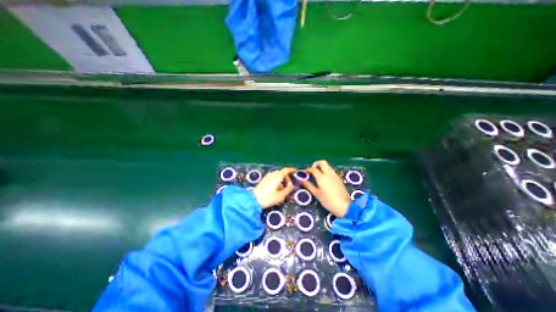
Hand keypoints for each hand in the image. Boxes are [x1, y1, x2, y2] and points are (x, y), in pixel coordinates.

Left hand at [251, 167, 294, 207]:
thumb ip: (288, 190)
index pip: (286, 170)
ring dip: (282, 180)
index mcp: (277, 176)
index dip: (291, 170)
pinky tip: (277, 189)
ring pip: (277, 176)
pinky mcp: (264, 180)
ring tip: (284, 189)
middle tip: (290, 186)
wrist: (253, 200)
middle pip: (282, 173)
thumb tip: (293, 186)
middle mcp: (272, 174)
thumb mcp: (281, 195)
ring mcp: (267, 177)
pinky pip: (273, 178)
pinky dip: (277, 181)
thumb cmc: (268, 198)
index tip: (296, 171)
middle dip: (287, 178)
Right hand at [303, 160, 348, 216]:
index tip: (305, 172)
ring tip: (318, 173)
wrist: (344, 206)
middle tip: (312, 169)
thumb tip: (302, 181)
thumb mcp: (317, 194)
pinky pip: (331, 170)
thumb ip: (309, 186)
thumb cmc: (328, 201)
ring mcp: (335, 175)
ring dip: (322, 166)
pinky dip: (326, 171)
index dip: (308, 169)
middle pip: (322, 162)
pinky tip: (324, 178)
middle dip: (316, 163)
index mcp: (322, 177)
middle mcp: (329, 174)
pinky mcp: (339, 178)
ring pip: (328, 166)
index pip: (313, 169)